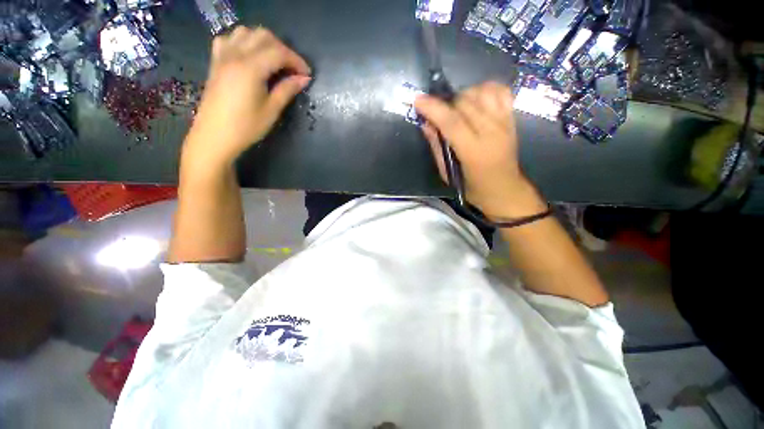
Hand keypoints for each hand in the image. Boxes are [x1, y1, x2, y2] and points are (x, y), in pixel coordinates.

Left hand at [184, 26, 311, 165]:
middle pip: (263, 36)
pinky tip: (249, 56)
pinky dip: (243, 42)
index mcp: (251, 68)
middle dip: (283, 49)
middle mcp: (235, 55)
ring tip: (274, 61)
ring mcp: (223, 56)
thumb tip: (304, 79)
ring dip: (264, 42)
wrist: (215, 136)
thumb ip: (287, 90)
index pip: (279, 52)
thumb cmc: (246, 127)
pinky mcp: (215, 62)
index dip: (296, 61)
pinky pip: (228, 39)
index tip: (307, 75)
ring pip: (245, 33)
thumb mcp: (272, 110)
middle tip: (292, 68)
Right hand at [414, 81, 545, 219]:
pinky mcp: (512, 118)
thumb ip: (437, 147)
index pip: (452, 122)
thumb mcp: (448, 174)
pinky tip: (476, 100)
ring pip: (481, 92)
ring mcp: (504, 122)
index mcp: (473, 151)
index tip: (418, 100)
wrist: (505, 189)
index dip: (433, 108)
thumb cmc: (473, 187)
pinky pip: (500, 91)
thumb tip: (426, 124)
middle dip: (446, 103)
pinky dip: (485, 89)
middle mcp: (491, 132)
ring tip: (457, 108)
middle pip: (465, 103)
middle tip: (438, 113)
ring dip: (464, 95)